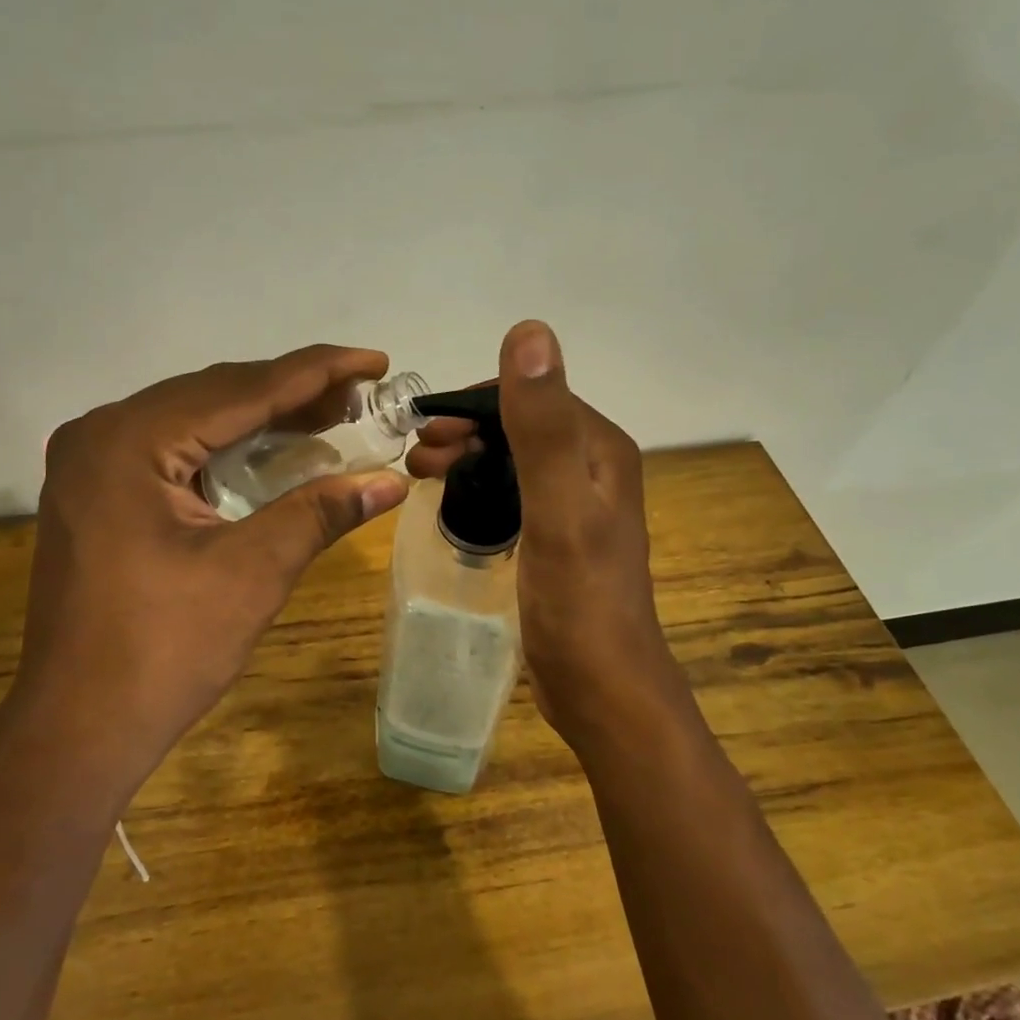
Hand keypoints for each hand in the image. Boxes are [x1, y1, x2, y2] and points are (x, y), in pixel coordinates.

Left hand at [15, 346, 409, 786]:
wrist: (79, 728)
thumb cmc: (164, 651)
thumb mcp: (253, 572)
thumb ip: (320, 512)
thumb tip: (393, 482)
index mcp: (129, 440)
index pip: (241, 389)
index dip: (317, 372)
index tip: (376, 360)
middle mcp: (102, 433)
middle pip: (215, 395)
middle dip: (292, 392)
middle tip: (361, 395)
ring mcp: (92, 463)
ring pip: (194, 419)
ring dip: (261, 418)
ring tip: (329, 415)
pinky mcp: (97, 493)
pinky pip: (174, 450)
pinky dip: (227, 447)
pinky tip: (271, 450)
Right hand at [407, 321, 687, 751]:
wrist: (603, 689)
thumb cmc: (580, 600)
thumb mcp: (558, 506)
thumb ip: (543, 424)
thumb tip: (530, 331)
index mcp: (600, 449)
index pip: (532, 395)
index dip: (476, 401)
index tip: (426, 425)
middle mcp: (593, 468)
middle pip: (520, 425)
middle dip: (465, 429)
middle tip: (416, 455)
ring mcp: (576, 505)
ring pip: (512, 458)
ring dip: (467, 455)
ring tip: (421, 473)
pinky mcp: (558, 537)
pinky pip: (512, 492)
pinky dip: (478, 486)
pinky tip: (453, 500)